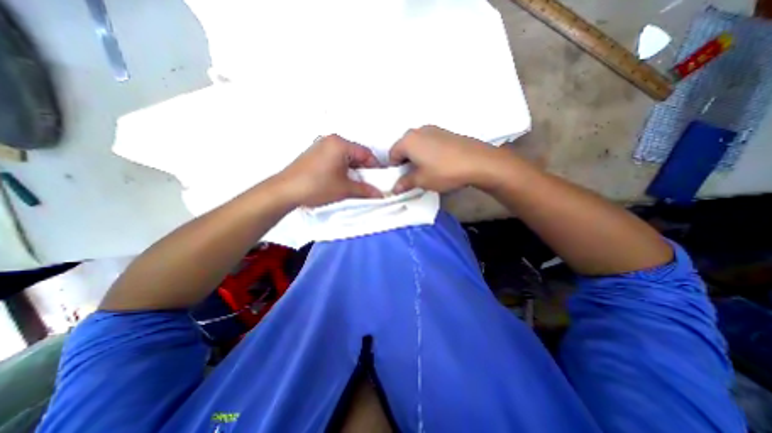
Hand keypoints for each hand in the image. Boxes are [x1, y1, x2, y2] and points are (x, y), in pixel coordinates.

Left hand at [278, 136, 386, 207]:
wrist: (285, 190)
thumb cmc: (317, 186)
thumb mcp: (345, 189)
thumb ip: (365, 190)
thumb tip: (380, 194)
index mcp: (340, 144)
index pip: (366, 153)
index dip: (375, 167)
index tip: (380, 179)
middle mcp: (331, 140)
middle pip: (356, 153)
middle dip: (364, 169)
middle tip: (369, 183)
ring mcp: (321, 146)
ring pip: (345, 156)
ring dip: (353, 169)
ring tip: (355, 183)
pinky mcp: (314, 154)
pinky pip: (335, 158)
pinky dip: (342, 168)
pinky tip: (341, 180)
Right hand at [392, 126, 501, 193]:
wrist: (477, 161)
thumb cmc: (444, 171)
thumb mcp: (421, 181)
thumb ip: (405, 183)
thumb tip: (395, 188)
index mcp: (408, 140)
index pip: (392, 154)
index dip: (394, 169)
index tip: (401, 180)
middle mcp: (418, 131)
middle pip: (404, 148)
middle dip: (405, 162)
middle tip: (413, 176)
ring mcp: (433, 129)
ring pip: (417, 145)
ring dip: (417, 157)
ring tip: (427, 171)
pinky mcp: (445, 133)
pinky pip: (429, 143)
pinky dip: (428, 153)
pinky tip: (438, 164)